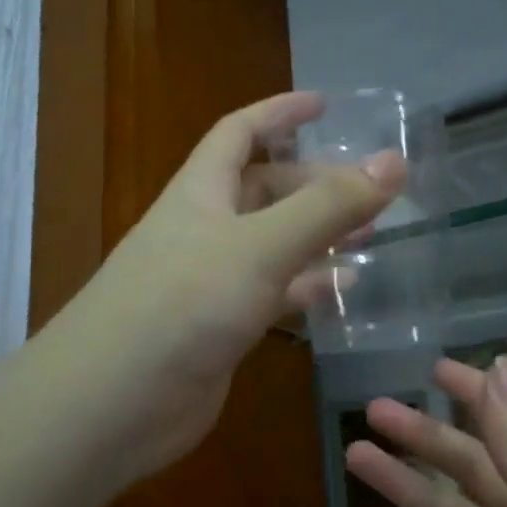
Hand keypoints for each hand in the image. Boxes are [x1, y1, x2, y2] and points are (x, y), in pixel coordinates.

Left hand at [52, 92, 402, 490]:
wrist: (114, 401)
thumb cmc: (183, 304)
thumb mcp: (261, 246)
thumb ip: (327, 207)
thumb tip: (393, 162)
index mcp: (201, 192)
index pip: (240, 133)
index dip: (279, 112)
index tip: (326, 105)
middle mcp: (204, 230)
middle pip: (262, 191)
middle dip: (313, 184)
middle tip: (369, 192)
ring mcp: (210, 282)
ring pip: (271, 245)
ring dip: (316, 237)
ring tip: (370, 237)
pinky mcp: (219, 328)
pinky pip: (270, 294)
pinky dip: (305, 288)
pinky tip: (342, 292)